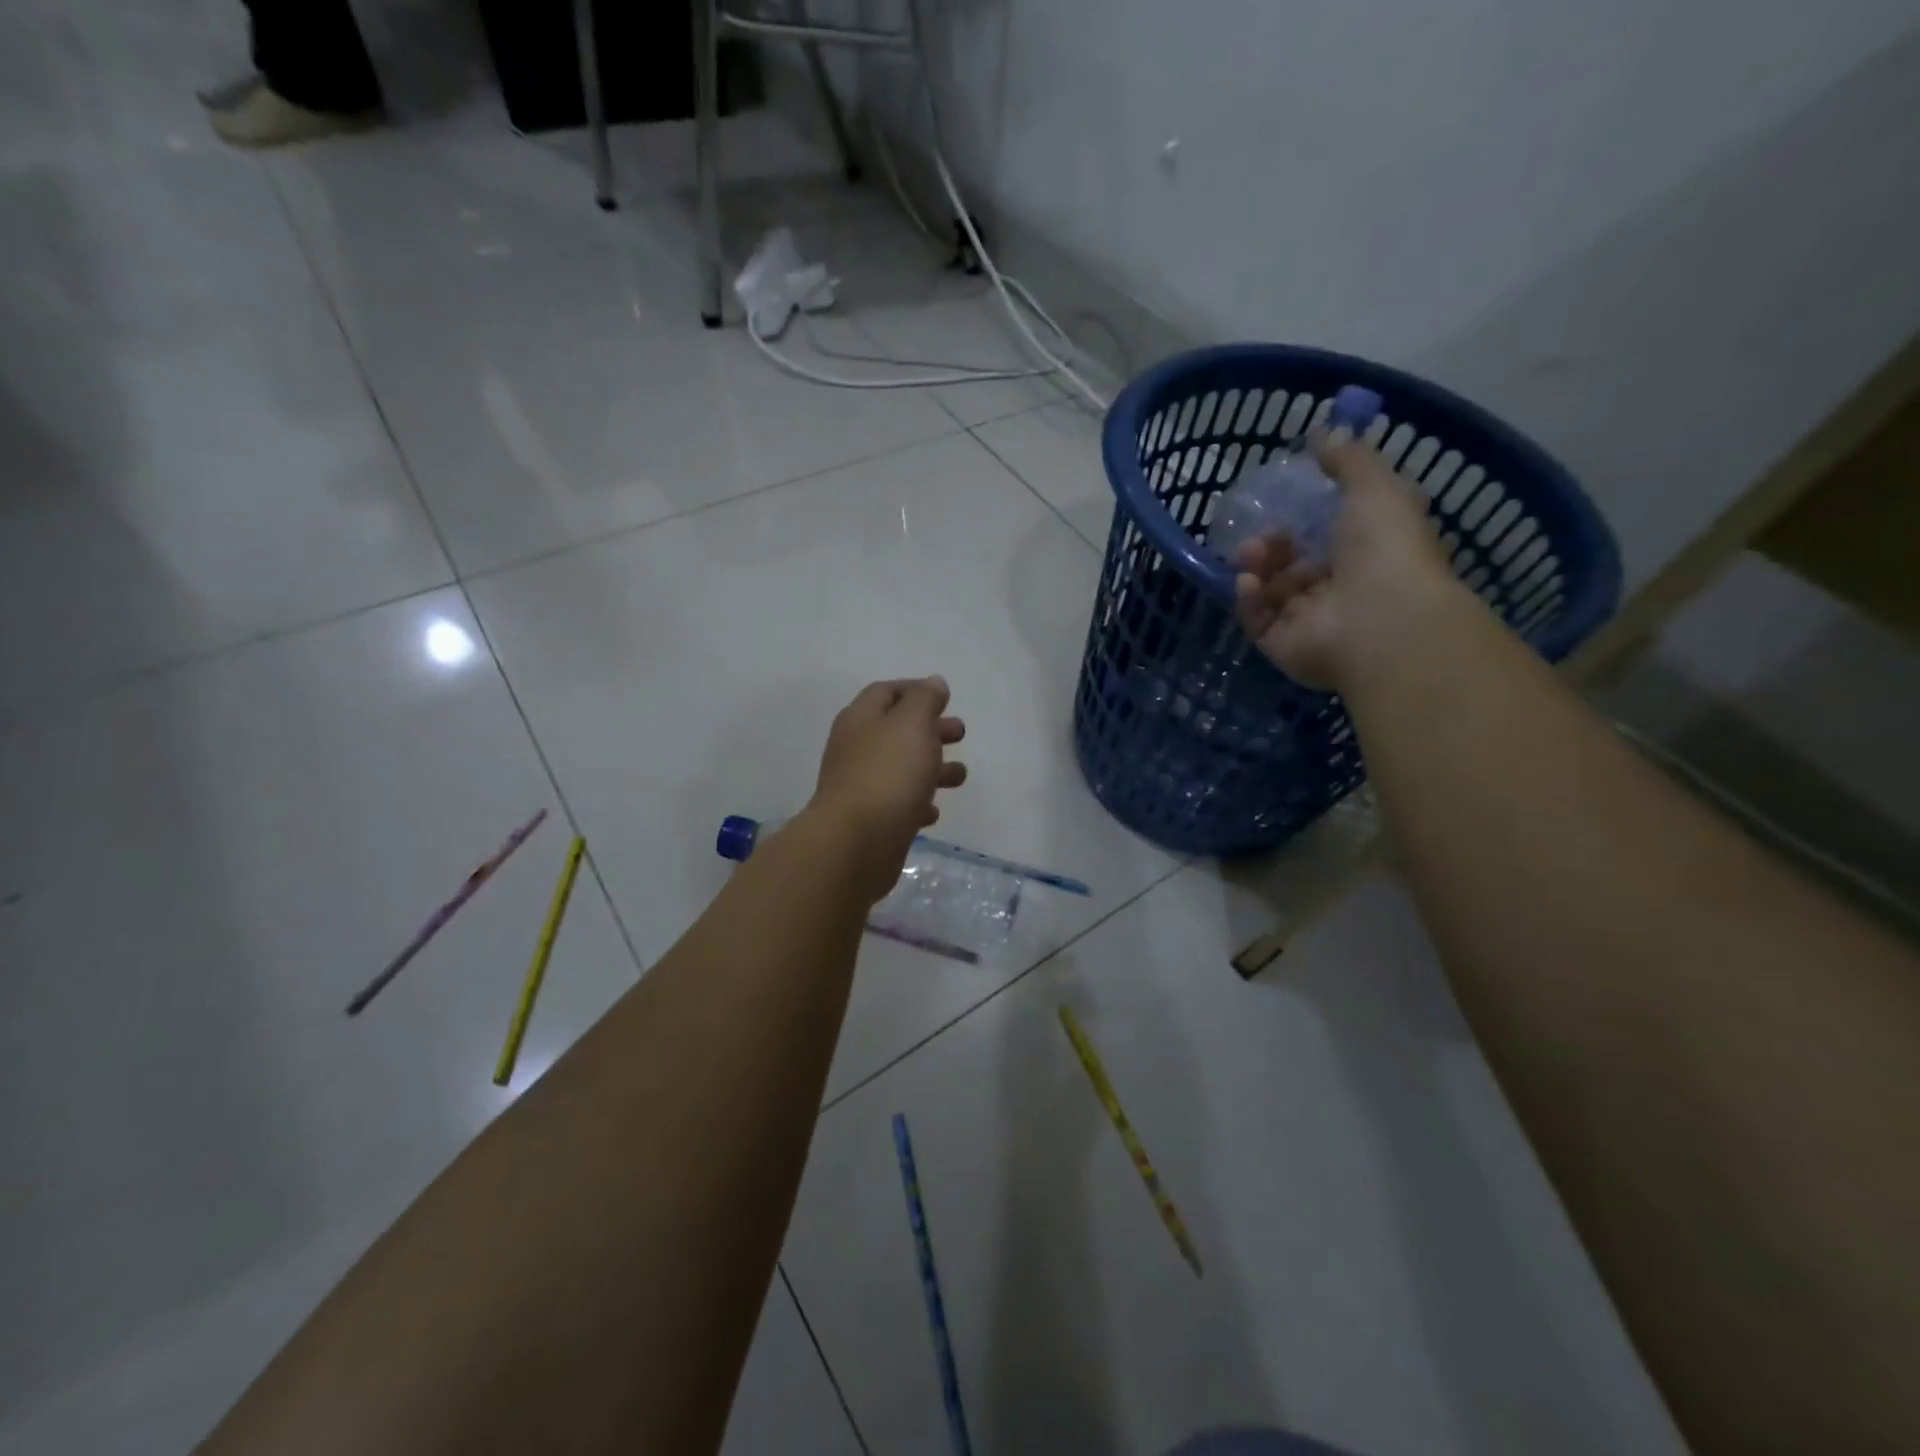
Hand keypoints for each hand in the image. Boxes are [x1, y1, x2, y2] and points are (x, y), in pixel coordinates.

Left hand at [807, 677, 967, 901]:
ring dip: (932, 768)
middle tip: (960, 734)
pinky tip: (933, 811)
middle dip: (930, 729)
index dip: (915, 690)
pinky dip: (917, 802)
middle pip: (896, 730)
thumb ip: (925, 700)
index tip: (945, 698)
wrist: (856, 843)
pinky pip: (897, 804)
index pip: (886, 692)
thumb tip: (933, 683)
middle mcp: (857, 749)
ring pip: (901, 768)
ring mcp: (861, 786)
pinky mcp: (870, 820)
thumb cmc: (887, 774)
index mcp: (861, 719)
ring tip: (960, 776)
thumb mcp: (912, 725)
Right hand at [1233, 435, 1456, 690]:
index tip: (1284, 499)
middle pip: (1294, 565)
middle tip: (1261, 534)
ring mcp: (1310, 622)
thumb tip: (1323, 430)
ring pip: (1271, 591)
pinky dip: (1249, 599)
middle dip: (1272, 544)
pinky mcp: (1282, 645)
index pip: (1330, 537)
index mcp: (1368, 556)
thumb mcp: (1374, 487)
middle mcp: (1339, 591)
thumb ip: (1348, 460)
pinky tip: (1247, 582)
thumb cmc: (1385, 550)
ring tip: (1251, 553)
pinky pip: (1257, 619)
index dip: (1305, 518)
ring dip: (1257, 567)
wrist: (1381, 621)